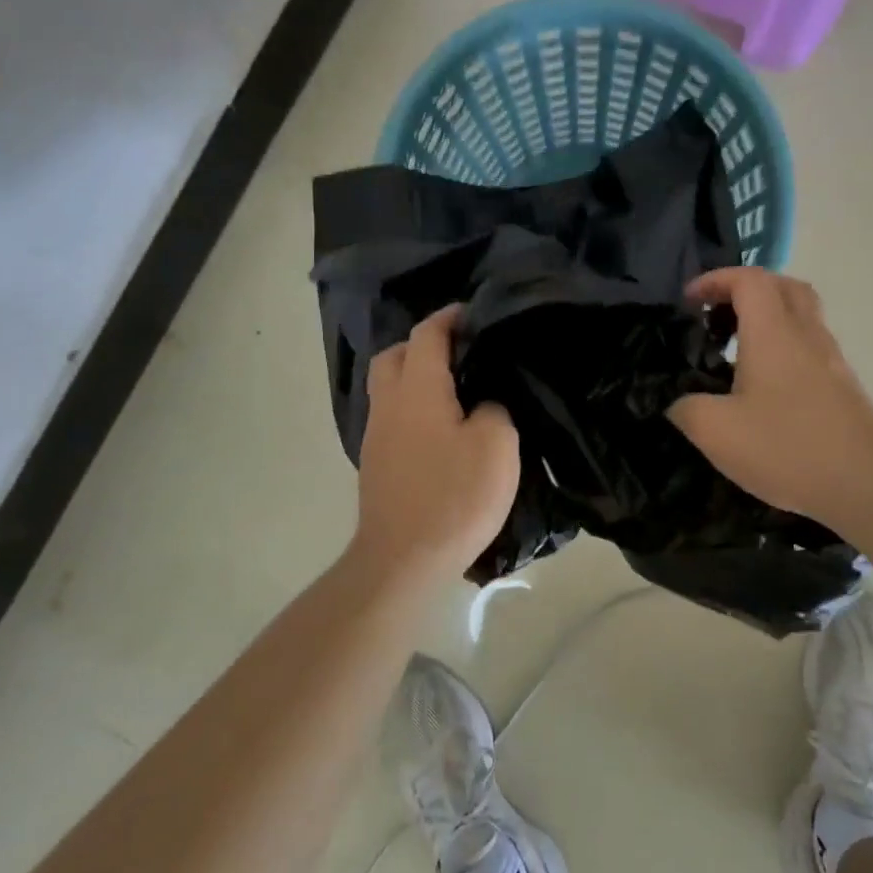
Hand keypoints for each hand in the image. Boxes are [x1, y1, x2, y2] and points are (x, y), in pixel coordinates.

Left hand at [353, 304, 520, 578]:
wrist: (403, 559)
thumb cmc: (454, 496)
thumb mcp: (496, 445)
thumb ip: (494, 409)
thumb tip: (482, 404)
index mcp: (418, 389)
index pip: (427, 335)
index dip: (449, 318)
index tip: (472, 312)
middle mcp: (389, 404)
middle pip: (394, 356)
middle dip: (422, 344)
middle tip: (458, 351)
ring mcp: (376, 435)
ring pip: (389, 387)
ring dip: (414, 376)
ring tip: (454, 388)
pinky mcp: (376, 464)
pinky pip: (392, 417)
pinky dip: (412, 407)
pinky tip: (440, 428)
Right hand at [668, 268, 872, 532]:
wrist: (864, 484)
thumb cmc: (785, 447)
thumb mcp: (716, 432)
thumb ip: (686, 408)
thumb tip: (678, 403)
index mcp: (773, 333)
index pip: (748, 279)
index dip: (715, 279)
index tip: (690, 301)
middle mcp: (806, 334)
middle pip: (782, 286)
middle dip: (746, 289)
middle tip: (718, 314)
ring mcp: (830, 359)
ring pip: (802, 315)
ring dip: (769, 317)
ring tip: (737, 348)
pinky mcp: (843, 386)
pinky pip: (810, 346)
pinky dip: (785, 346)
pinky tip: (766, 385)